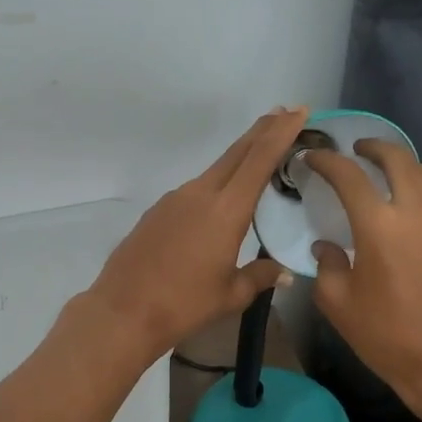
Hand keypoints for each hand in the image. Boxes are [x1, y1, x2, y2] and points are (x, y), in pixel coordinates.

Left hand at [85, 108, 306, 361]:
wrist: (123, 310)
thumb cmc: (184, 304)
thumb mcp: (231, 294)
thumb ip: (260, 276)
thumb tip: (284, 272)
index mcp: (226, 210)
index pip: (259, 160)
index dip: (280, 133)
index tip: (298, 111)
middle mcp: (200, 194)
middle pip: (237, 153)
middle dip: (262, 131)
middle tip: (284, 112)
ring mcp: (175, 200)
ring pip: (215, 169)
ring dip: (239, 157)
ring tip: (258, 155)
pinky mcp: (158, 211)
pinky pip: (195, 190)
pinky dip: (216, 184)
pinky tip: (219, 201)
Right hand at [307, 141, 421, 420]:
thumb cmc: (389, 336)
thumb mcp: (340, 305)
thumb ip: (328, 267)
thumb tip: (327, 248)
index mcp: (379, 224)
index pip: (349, 175)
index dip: (327, 161)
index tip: (313, 157)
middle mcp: (417, 211)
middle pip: (398, 158)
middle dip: (374, 147)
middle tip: (357, 152)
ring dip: (404, 165)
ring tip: (389, 176)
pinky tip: (412, 214)